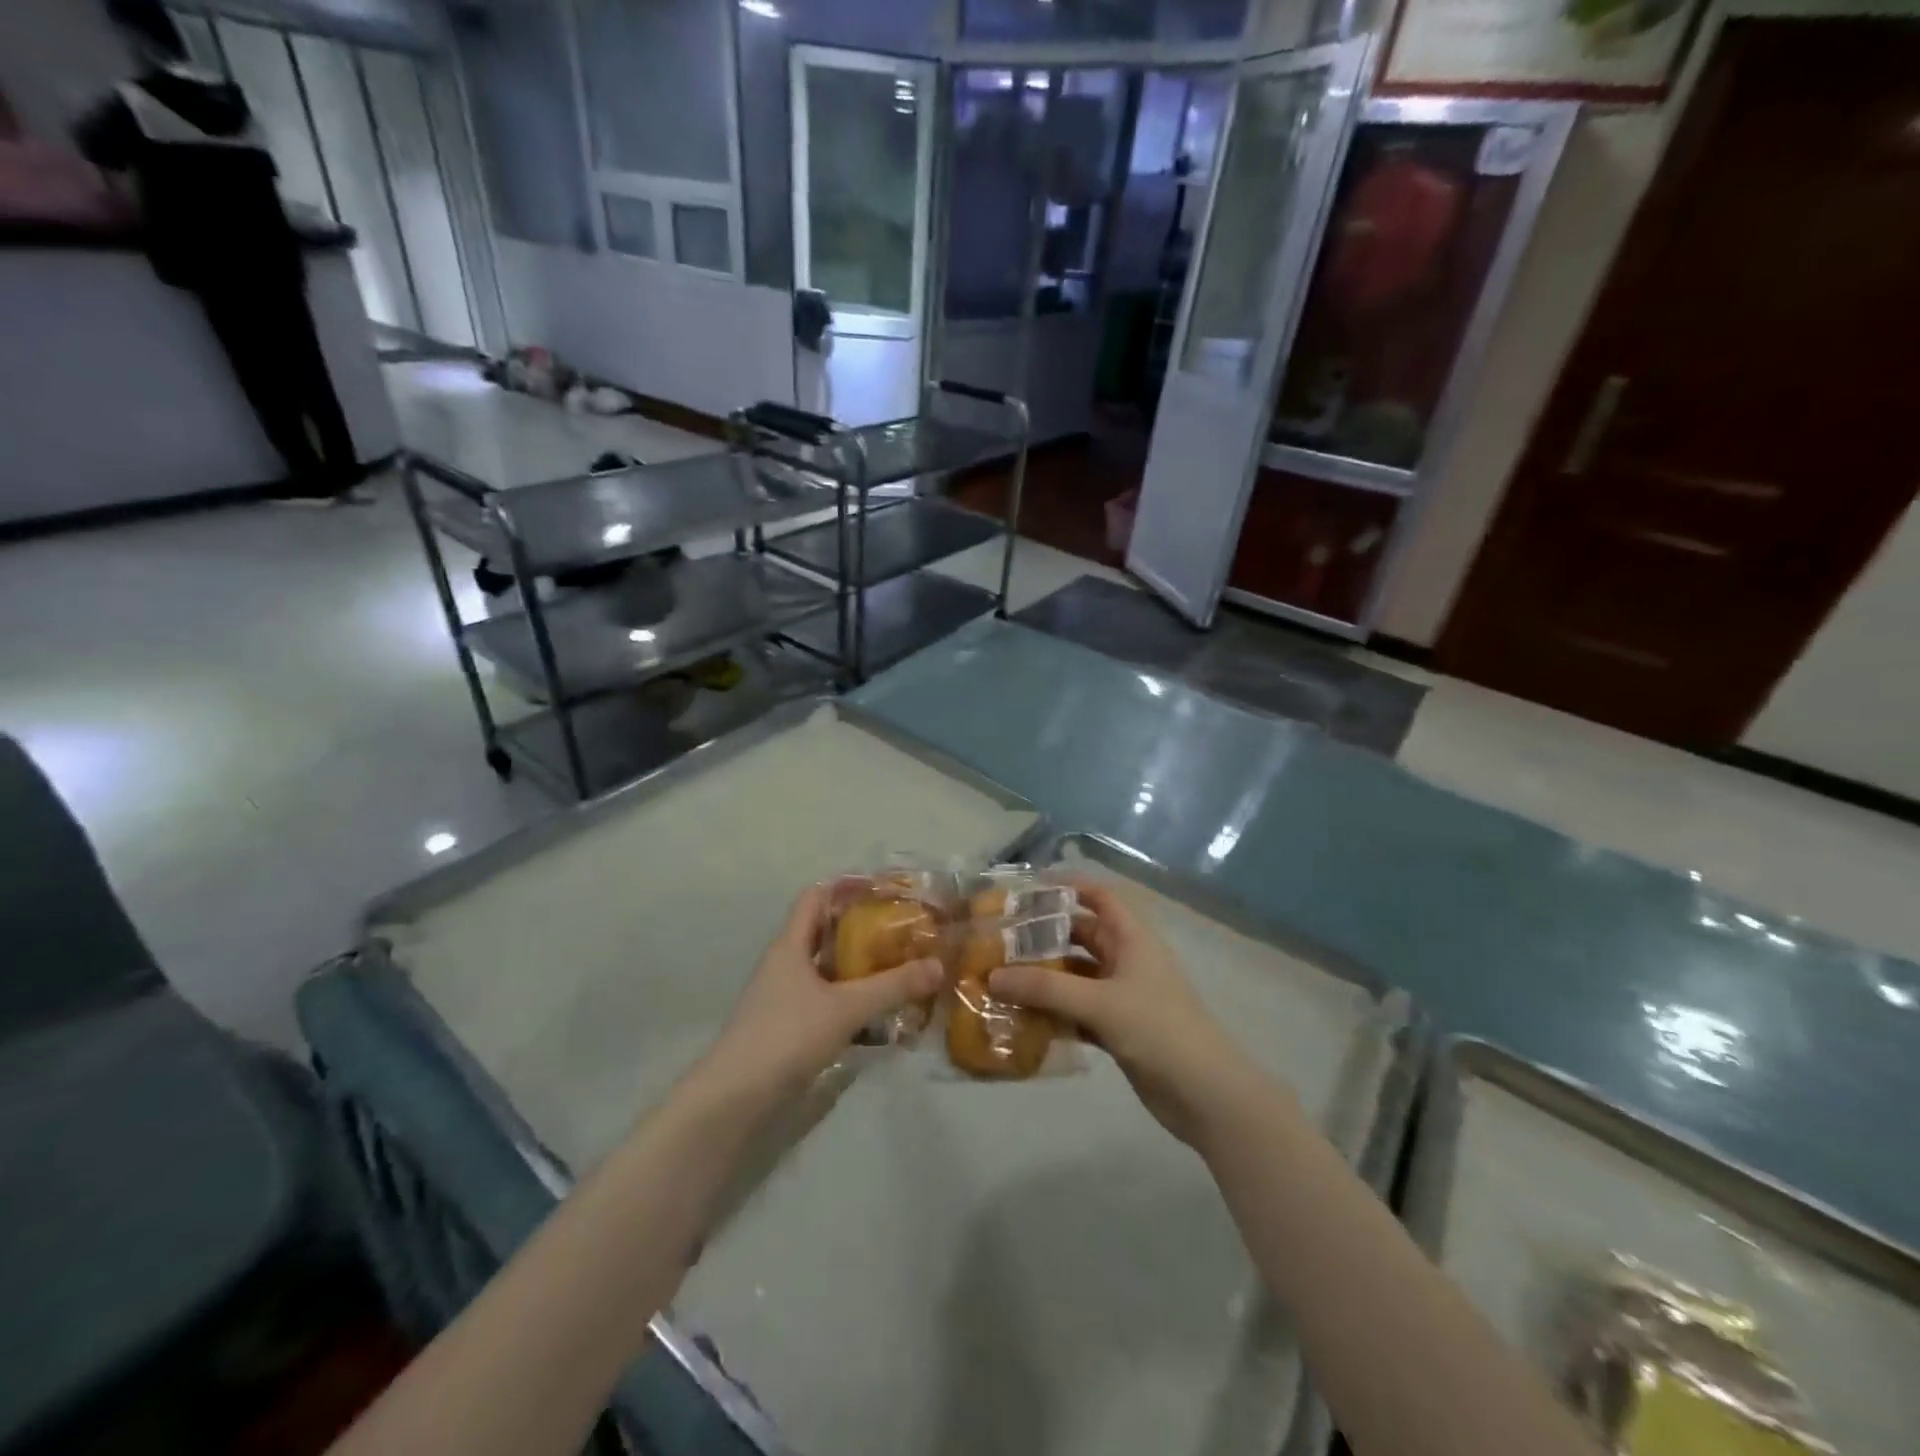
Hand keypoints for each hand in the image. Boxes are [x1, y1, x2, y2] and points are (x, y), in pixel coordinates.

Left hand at [700, 883, 942, 1106]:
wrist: (734, 1098)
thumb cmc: (787, 1035)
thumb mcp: (846, 1008)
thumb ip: (892, 986)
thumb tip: (938, 965)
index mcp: (790, 945)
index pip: (816, 897)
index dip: (846, 886)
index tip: (883, 889)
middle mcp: (784, 963)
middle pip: (823, 931)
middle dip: (860, 928)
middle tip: (900, 929)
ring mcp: (783, 996)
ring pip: (825, 968)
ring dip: (857, 965)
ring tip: (897, 966)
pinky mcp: (787, 1025)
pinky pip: (824, 998)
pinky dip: (849, 997)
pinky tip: (876, 1012)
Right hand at [989, 877, 1264, 1144]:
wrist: (1206, 1095)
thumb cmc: (1159, 1030)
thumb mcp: (1100, 1003)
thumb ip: (1046, 989)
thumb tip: (993, 976)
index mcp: (1132, 939)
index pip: (1099, 897)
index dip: (1068, 887)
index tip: (1028, 890)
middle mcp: (1126, 961)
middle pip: (1080, 937)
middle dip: (1044, 938)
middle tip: (1000, 940)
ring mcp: (1121, 997)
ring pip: (1074, 977)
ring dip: (1043, 979)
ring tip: (1000, 979)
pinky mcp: (1117, 1029)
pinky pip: (1076, 1011)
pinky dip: (1052, 1013)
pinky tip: (1021, 1019)